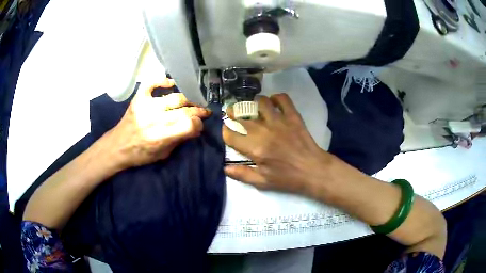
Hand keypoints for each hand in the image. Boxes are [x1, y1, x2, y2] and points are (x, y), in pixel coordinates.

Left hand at [108, 78, 210, 168]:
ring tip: (192, 101)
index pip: (188, 124)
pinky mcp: (139, 98)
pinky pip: (152, 83)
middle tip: (204, 111)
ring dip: (187, 99)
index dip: (199, 123)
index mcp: (161, 136)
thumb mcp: (163, 154)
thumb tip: (195, 129)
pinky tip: (171, 84)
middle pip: (184, 110)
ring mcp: (146, 106)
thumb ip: (179, 140)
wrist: (118, 146)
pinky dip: (162, 81)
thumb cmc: (141, 154)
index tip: (200, 124)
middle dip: (198, 110)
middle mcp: (155, 119)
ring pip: (174, 97)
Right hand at [223, 94, 334, 195]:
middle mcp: (265, 131)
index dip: (225, 132)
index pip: (231, 136)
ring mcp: (280, 121)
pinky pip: (283, 99)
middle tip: (232, 114)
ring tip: (253, 108)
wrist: (313, 170)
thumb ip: (242, 174)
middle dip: (233, 114)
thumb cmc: (288, 178)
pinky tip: (273, 103)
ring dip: (254, 103)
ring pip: (261, 102)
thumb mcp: (263, 182)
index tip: (227, 131)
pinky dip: (276, 98)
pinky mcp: (293, 117)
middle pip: (242, 117)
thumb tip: (225, 168)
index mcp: (255, 149)